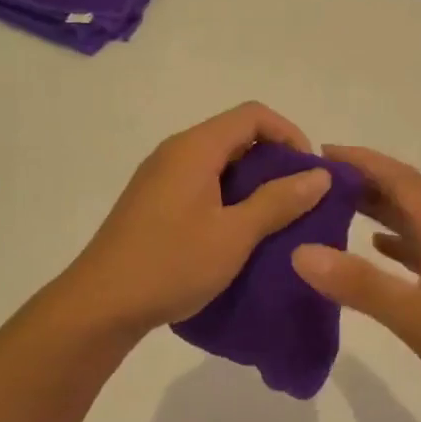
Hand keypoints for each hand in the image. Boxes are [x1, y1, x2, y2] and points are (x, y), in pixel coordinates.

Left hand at [63, 103, 332, 335]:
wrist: (101, 305)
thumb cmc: (171, 264)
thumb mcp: (234, 235)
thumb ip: (278, 201)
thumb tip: (319, 174)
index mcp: (194, 149)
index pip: (252, 115)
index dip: (289, 134)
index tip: (311, 173)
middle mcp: (174, 153)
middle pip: (235, 137)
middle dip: (274, 162)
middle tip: (300, 201)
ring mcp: (160, 180)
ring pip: (218, 166)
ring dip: (252, 186)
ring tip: (277, 222)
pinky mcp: (153, 206)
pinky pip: (200, 188)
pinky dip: (228, 201)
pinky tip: (240, 236)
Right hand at [291, 145, 420, 411]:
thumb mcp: (412, 314)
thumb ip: (358, 283)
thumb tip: (301, 251)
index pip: (399, 178)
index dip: (361, 161)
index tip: (321, 153)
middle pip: (406, 196)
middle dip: (364, 182)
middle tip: (318, 183)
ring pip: (413, 223)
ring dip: (378, 211)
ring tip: (336, 210)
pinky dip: (394, 244)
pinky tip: (377, 250)